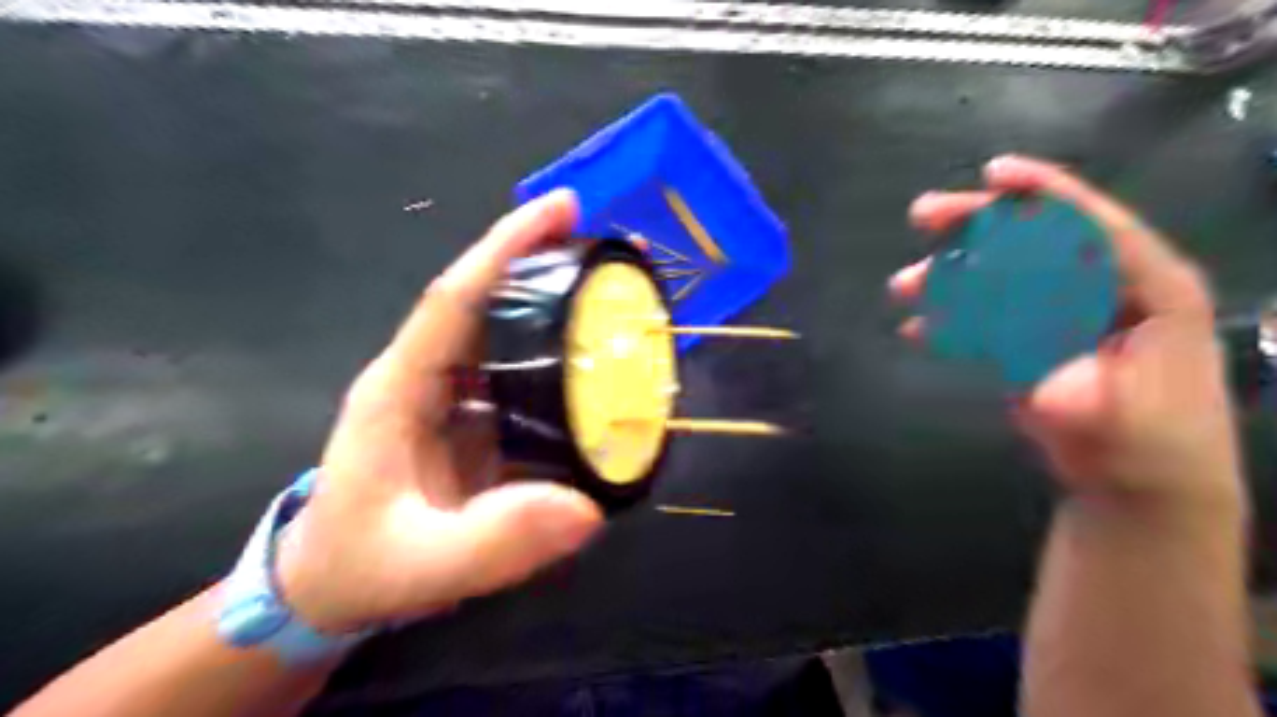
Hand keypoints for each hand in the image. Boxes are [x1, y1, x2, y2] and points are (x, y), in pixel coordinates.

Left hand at [275, 192, 604, 632]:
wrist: (331, 588)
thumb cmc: (361, 567)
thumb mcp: (422, 565)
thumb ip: (494, 542)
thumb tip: (586, 509)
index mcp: (401, 388)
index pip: (456, 298)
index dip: (507, 248)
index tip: (562, 208)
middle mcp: (428, 376)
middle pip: (489, 299)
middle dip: (545, 260)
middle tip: (611, 242)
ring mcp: (454, 395)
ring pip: (509, 330)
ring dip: (559, 301)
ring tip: (618, 284)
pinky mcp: (477, 417)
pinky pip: (523, 371)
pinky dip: (563, 353)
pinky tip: (602, 356)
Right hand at [890, 158, 1241, 522]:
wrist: (1137, 484)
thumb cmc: (1153, 449)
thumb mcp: (1128, 421)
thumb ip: (1084, 394)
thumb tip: (1036, 374)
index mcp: (1148, 289)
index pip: (1095, 226)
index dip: (1045, 193)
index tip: (994, 173)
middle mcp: (1101, 290)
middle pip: (1035, 240)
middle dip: (977, 225)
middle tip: (924, 215)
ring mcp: (1062, 315)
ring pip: (1000, 277)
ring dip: (950, 277)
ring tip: (904, 285)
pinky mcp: (1032, 342)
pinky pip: (986, 320)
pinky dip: (951, 322)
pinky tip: (919, 328)